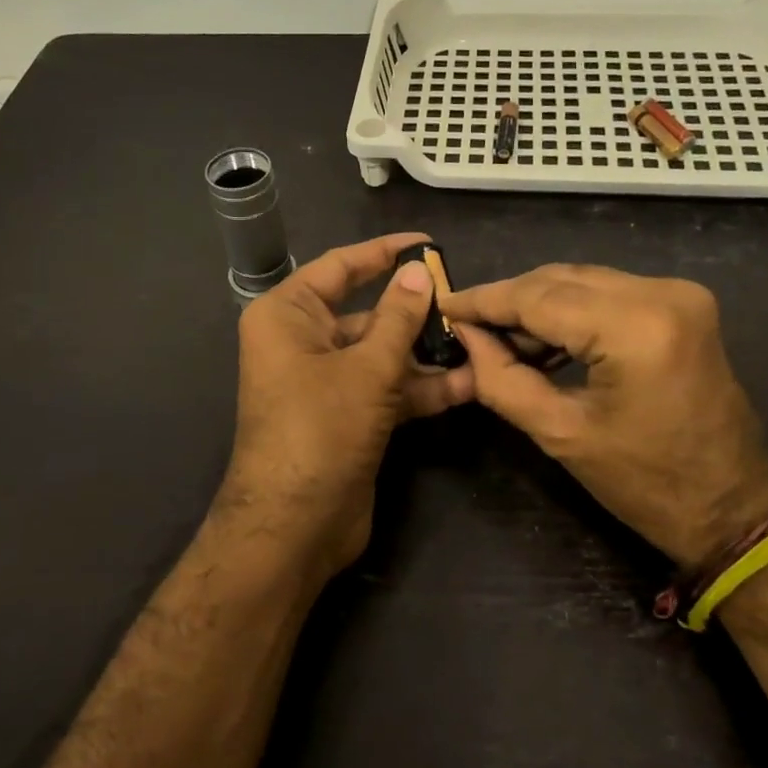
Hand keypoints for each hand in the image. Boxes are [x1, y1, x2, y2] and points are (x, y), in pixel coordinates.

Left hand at [218, 233, 474, 574]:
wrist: (295, 525)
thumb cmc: (321, 429)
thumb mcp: (367, 368)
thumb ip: (398, 317)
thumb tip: (420, 271)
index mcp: (288, 315)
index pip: (340, 267)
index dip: (384, 253)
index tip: (428, 242)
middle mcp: (302, 342)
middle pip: (366, 313)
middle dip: (416, 313)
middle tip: (466, 303)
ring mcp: (325, 382)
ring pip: (381, 354)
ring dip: (426, 356)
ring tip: (479, 346)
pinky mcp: (346, 416)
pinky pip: (385, 389)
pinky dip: (420, 389)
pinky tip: (468, 386)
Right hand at [442, 264, 767, 573]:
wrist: (734, 507)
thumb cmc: (646, 484)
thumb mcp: (561, 434)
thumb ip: (503, 379)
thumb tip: (466, 339)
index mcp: (635, 327)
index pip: (538, 298)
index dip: (484, 301)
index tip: (443, 305)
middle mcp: (661, 293)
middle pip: (559, 279)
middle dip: (508, 301)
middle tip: (466, 326)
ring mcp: (678, 294)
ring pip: (582, 282)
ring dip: (537, 305)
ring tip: (497, 338)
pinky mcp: (683, 305)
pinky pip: (608, 293)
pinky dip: (571, 311)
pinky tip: (541, 338)